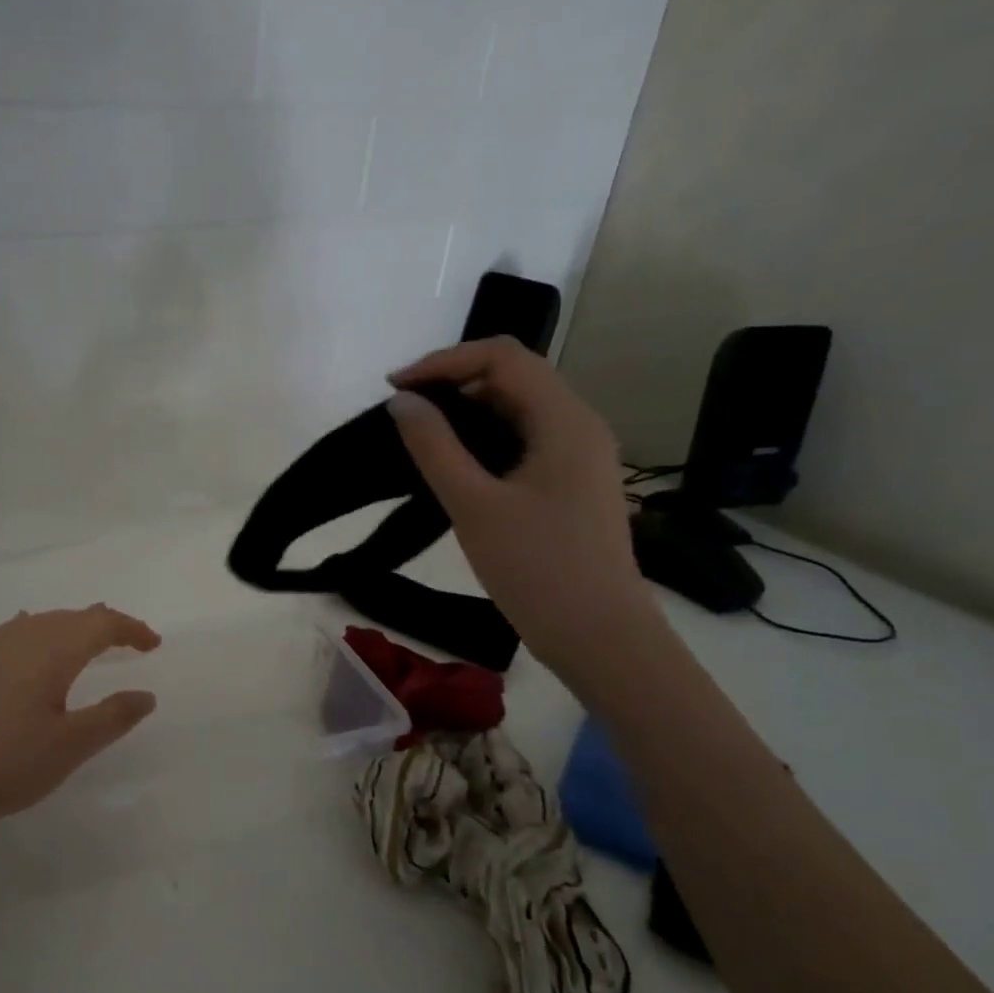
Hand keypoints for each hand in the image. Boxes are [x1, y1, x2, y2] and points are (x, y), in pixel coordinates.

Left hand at [0, 605, 160, 836]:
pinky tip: (28, 647)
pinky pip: (14, 634)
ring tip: (85, 644)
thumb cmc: (4, 761)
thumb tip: (145, 695)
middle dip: (104, 625)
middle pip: (71, 616)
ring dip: (70, 628)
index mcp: (52, 650)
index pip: (101, 623)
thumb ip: (112, 717)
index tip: (153, 645)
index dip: (131, 629)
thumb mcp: (69, 746)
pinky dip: (37, 634)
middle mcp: (22, 637)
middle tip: (127, 643)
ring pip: (41, 623)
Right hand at [386, 338, 657, 672]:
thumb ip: (434, 447)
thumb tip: (402, 402)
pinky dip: (484, 440)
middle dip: (453, 382)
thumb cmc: (537, 568)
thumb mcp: (474, 505)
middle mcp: (578, 425)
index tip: (394, 388)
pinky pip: (523, 441)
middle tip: (402, 413)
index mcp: (564, 419)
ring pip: (517, 410)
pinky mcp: (570, 483)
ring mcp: (578, 455)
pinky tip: (454, 465)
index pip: (502, 356)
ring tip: (420, 436)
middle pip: (513, 377)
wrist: (599, 636)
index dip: (443, 361)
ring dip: (467, 412)